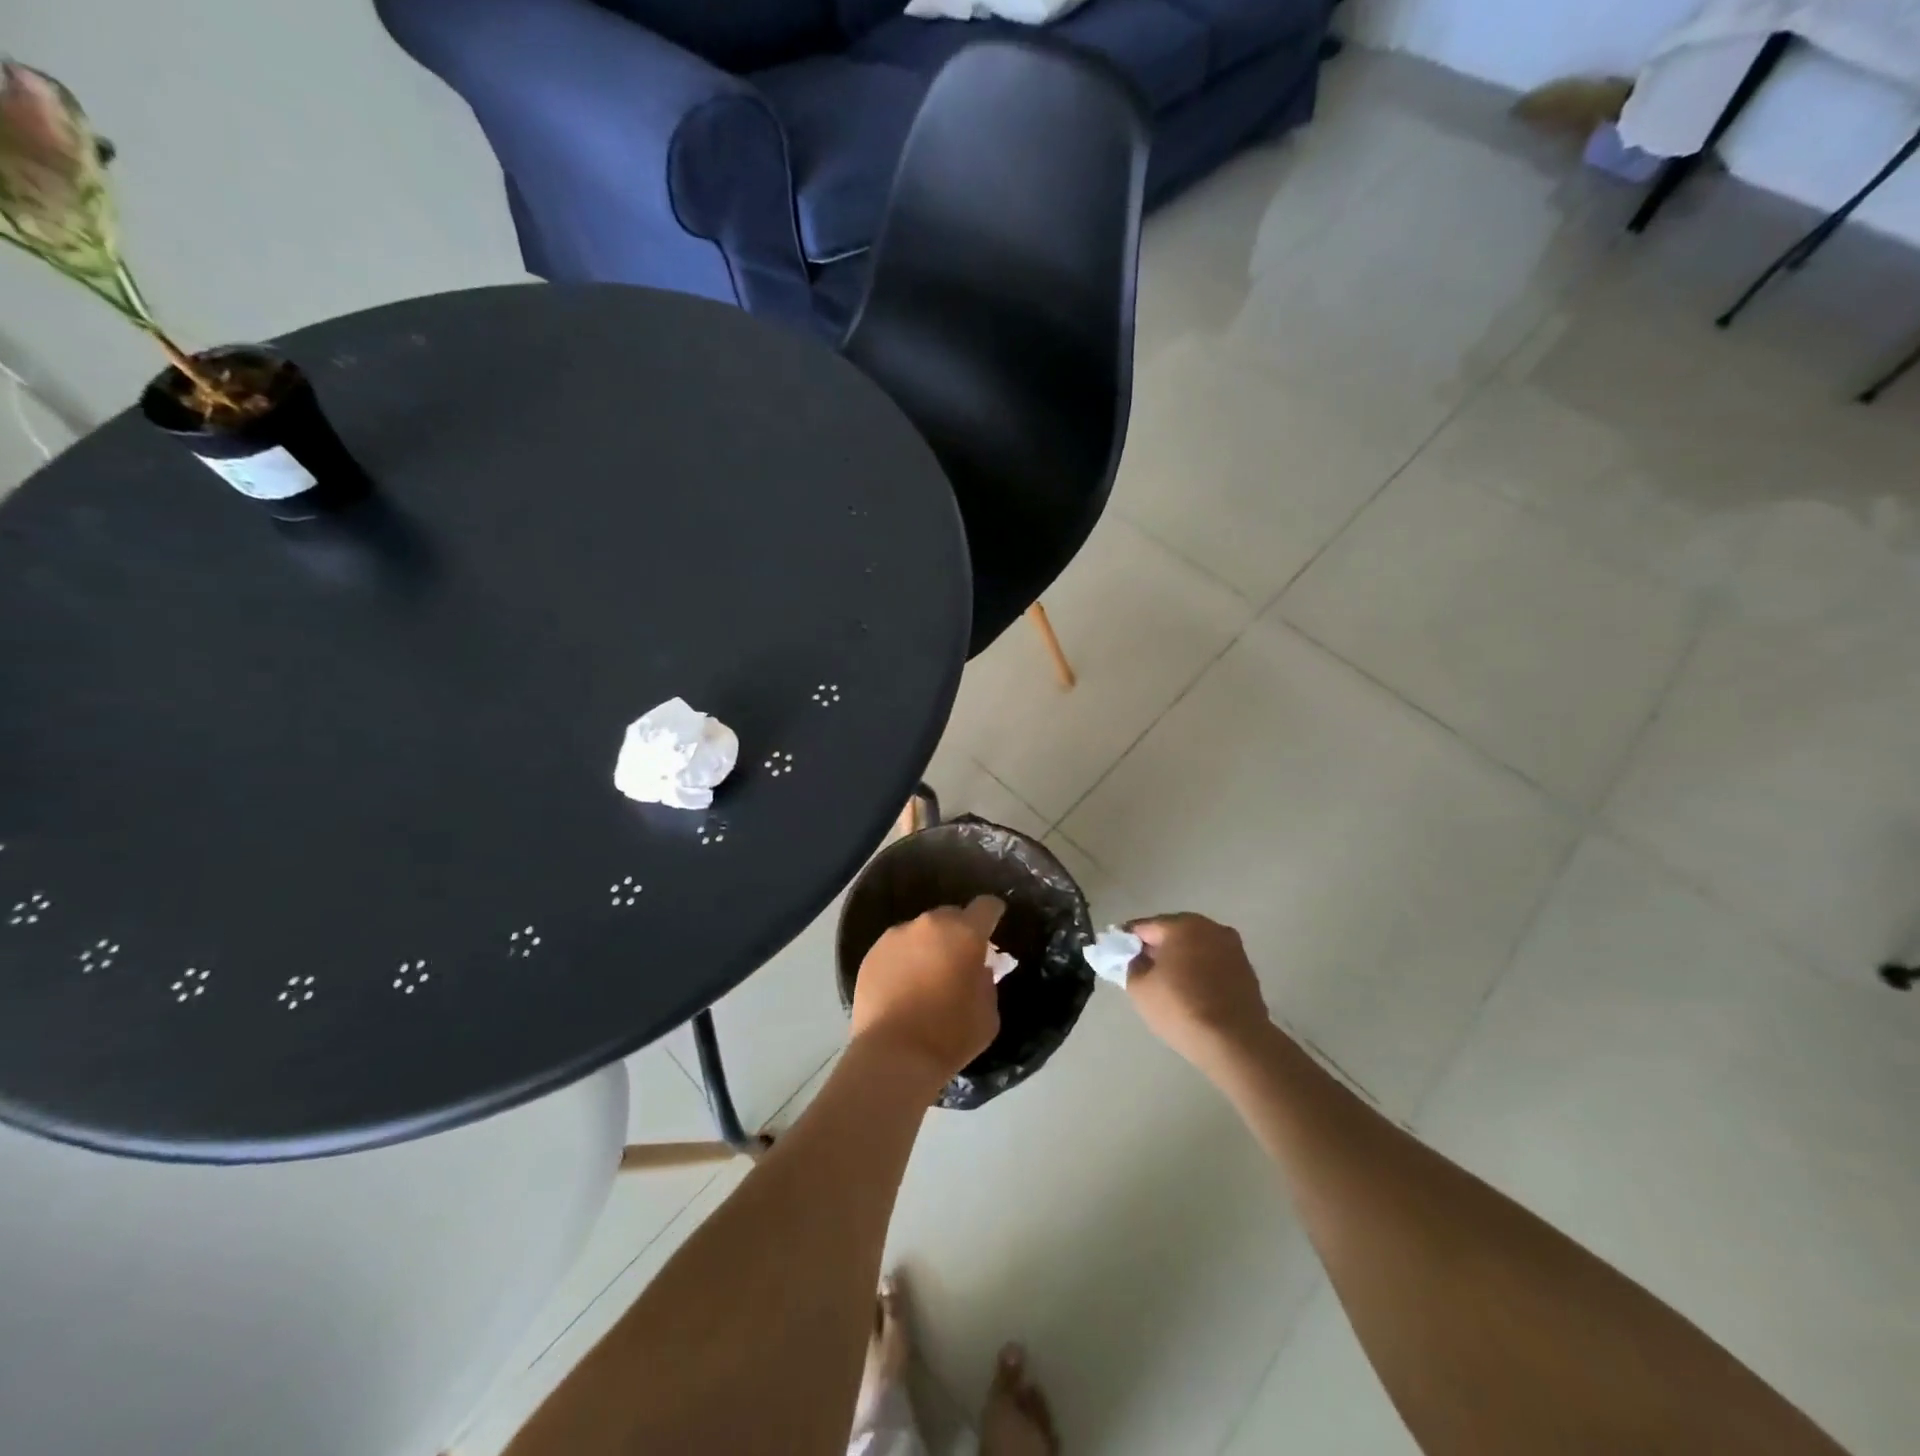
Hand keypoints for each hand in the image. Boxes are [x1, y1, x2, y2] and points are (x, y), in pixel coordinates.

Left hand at [851, 896, 1004, 1087]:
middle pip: (951, 915)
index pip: (986, 906)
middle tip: (958, 959)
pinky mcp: (872, 953)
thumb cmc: (950, 1036)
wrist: (893, 1056)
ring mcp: (896, 936)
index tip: (992, 929)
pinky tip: (902, 987)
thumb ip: (986, 980)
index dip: (992, 914)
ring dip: (928, 945)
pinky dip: (904, 960)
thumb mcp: (988, 1013)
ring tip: (926, 977)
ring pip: (920, 932)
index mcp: (965, 933)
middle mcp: (929, 925)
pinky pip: (896, 948)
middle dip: (958, 932)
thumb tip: (976, 968)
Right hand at [1125, 913, 1270, 1066]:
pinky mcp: (1246, 969)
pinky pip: (1212, 963)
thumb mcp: (1139, 987)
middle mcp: (1211, 927)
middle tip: (1141, 969)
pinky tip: (1192, 992)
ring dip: (1180, 959)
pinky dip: (1200, 971)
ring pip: (1195, 947)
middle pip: (1173, 933)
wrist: (1236, 1042)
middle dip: (1156, 947)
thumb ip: (1132, 963)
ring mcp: (1233, 948)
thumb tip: (1138, 957)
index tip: (1117, 954)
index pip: (1145, 926)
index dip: (1127, 940)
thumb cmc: (1181, 1008)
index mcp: (1183, 925)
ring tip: (1167, 983)